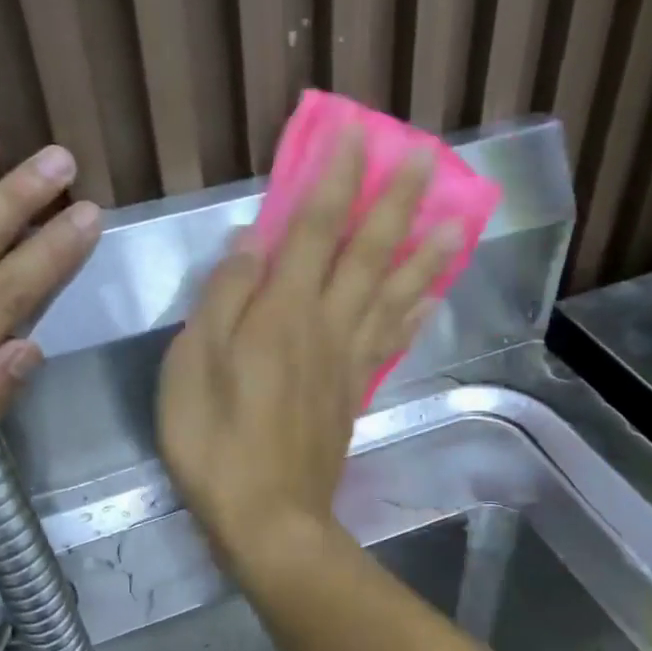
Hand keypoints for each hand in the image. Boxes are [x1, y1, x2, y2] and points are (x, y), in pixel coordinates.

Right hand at [157, 126, 461, 567]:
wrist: (267, 517)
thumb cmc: (215, 441)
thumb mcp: (193, 364)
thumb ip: (223, 298)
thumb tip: (252, 239)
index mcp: (283, 312)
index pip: (314, 228)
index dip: (335, 178)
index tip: (357, 133)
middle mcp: (326, 325)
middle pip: (368, 253)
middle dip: (395, 200)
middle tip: (427, 156)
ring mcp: (347, 361)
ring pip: (394, 294)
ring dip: (426, 254)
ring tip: (459, 220)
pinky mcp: (355, 393)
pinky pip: (392, 343)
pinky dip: (415, 314)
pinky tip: (431, 297)